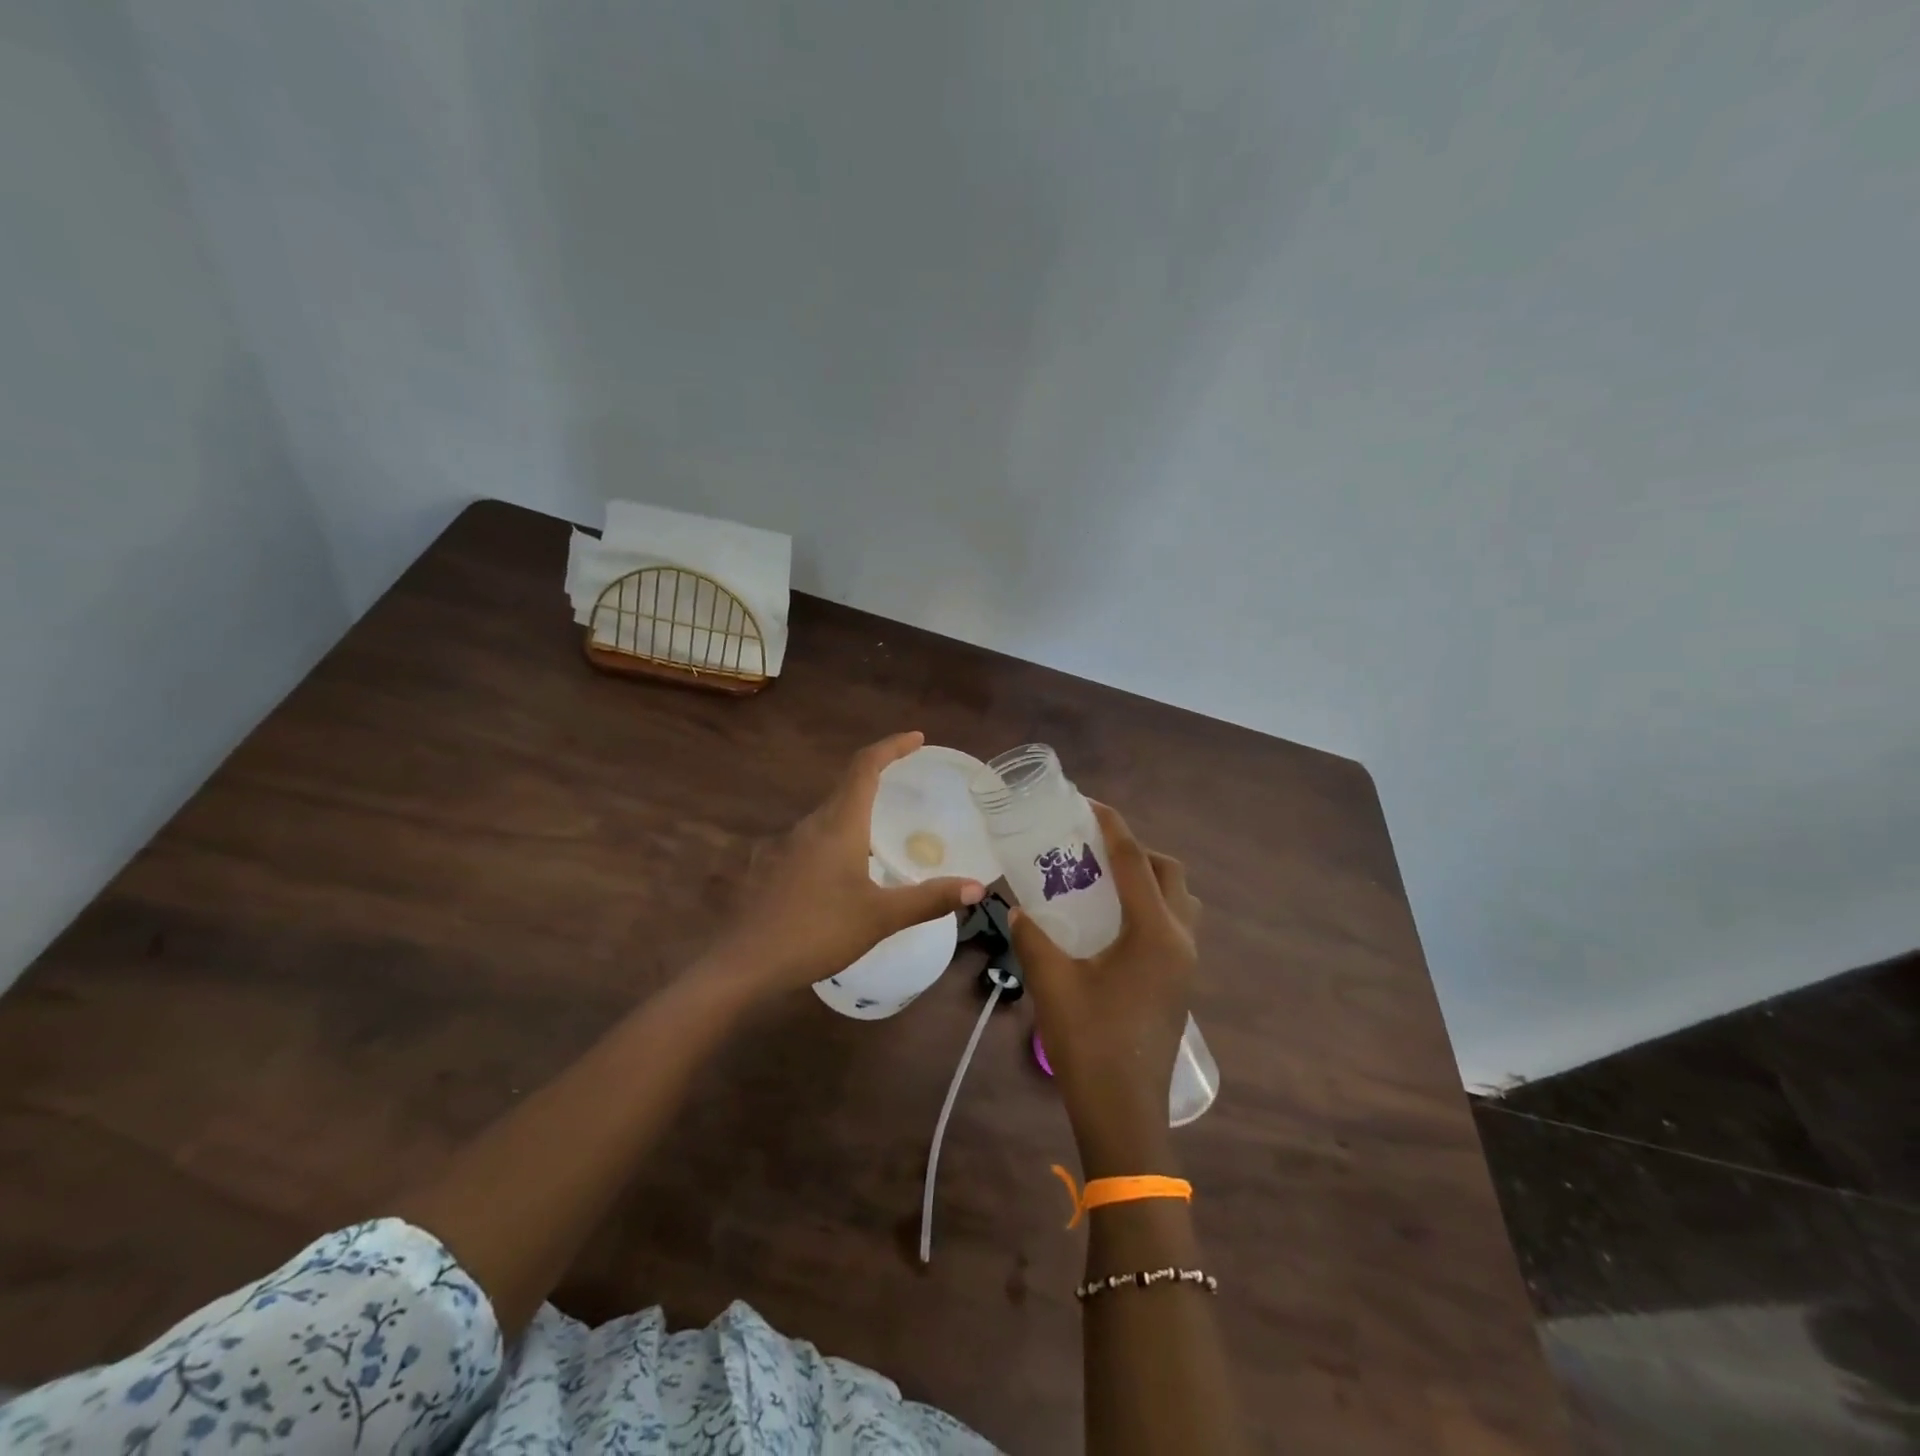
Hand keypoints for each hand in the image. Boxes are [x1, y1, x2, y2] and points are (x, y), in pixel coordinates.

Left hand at [710, 732, 986, 995]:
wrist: (745, 963)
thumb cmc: (817, 932)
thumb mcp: (880, 918)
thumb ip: (929, 899)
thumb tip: (978, 887)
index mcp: (839, 824)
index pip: (865, 767)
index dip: (891, 747)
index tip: (916, 739)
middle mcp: (811, 825)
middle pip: (847, 787)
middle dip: (879, 779)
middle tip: (909, 788)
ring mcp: (787, 845)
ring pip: (829, 815)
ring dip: (858, 813)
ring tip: (885, 835)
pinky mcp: (774, 866)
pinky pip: (814, 839)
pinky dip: (839, 839)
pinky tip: (847, 872)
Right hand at [1009, 803, 1198, 1174]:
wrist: (1124, 1114)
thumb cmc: (1090, 1043)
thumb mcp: (1051, 982)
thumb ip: (1031, 936)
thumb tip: (1016, 909)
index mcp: (1154, 932)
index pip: (1135, 861)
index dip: (1112, 826)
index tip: (1088, 803)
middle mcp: (1180, 940)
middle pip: (1169, 873)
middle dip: (1136, 851)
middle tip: (1094, 850)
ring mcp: (1186, 964)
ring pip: (1178, 900)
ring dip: (1149, 880)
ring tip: (1105, 883)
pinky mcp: (1180, 983)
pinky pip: (1173, 925)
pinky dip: (1150, 907)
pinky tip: (1111, 925)